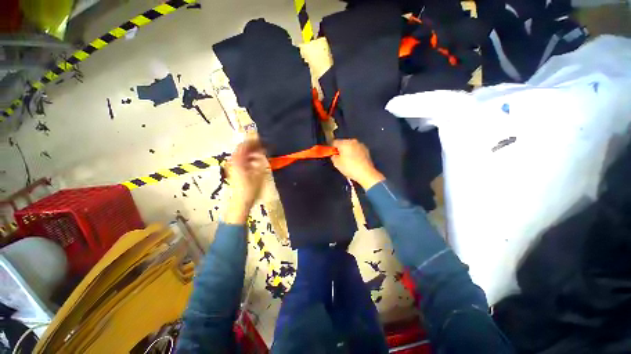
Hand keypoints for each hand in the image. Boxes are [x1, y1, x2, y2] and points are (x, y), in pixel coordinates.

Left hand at [224, 140, 266, 224]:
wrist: (240, 202)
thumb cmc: (250, 189)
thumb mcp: (259, 174)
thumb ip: (261, 160)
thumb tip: (263, 151)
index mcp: (238, 160)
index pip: (245, 145)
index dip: (254, 141)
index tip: (264, 140)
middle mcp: (233, 161)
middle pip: (243, 148)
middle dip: (254, 146)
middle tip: (264, 146)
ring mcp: (232, 166)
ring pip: (242, 154)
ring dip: (252, 152)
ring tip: (262, 153)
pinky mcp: (234, 171)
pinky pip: (242, 160)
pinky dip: (249, 158)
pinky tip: (256, 162)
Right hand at [331, 139, 384, 189]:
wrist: (366, 173)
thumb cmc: (349, 167)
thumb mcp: (337, 163)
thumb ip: (333, 157)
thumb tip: (334, 154)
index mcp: (344, 143)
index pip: (334, 142)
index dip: (330, 147)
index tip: (329, 153)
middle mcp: (353, 141)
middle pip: (343, 143)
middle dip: (340, 149)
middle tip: (338, 158)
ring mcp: (361, 145)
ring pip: (350, 146)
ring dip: (348, 151)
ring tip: (347, 160)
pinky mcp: (366, 150)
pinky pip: (357, 150)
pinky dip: (354, 153)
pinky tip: (354, 161)